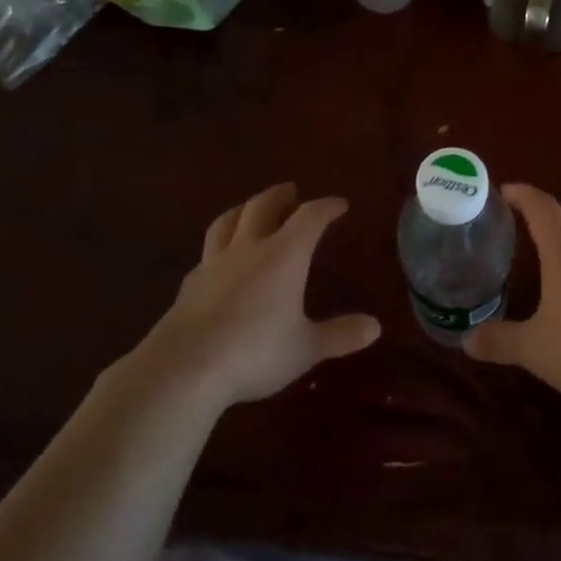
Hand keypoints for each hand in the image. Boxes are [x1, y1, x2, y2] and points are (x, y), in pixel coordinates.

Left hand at [135, 184, 380, 408]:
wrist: (184, 368)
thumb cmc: (255, 352)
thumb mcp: (306, 348)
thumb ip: (340, 335)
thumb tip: (375, 326)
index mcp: (283, 256)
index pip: (309, 217)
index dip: (326, 207)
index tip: (339, 204)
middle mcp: (248, 250)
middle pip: (263, 207)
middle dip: (280, 196)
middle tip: (292, 192)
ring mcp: (214, 264)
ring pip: (227, 222)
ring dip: (244, 209)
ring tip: (251, 209)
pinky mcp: (190, 285)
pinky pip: (208, 253)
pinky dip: (221, 246)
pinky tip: (221, 260)